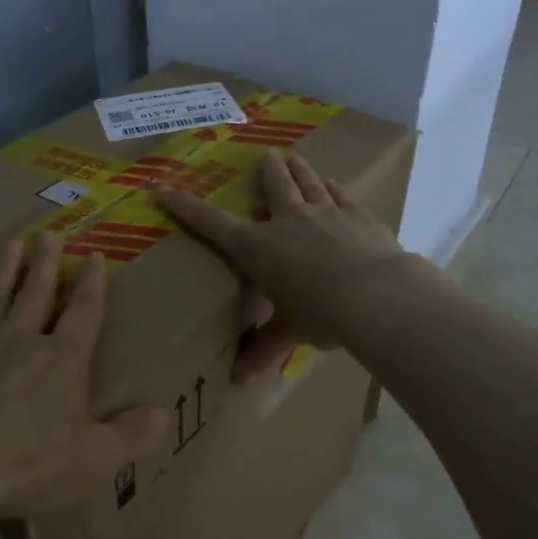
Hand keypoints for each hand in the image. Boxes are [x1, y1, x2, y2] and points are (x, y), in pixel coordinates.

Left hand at [0, 231, 166, 514]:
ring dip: (4, 270)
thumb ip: (131, 436)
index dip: (93, 284)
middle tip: (49, 234)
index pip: (84, 313)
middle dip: (46, 263)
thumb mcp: (94, 461)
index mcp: (62, 360)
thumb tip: (166, 414)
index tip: (95, 256)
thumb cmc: (28, 464)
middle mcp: (20, 340)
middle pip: (36, 293)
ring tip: (12, 244)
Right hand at [155, 151, 411, 383]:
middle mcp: (288, 220)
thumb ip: (264, 350)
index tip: (161, 188)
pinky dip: (331, 186)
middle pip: (274, 185)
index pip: (212, 222)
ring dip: (298, 168)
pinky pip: (339, 193)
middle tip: (265, 156)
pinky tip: (331, 181)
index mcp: (258, 247)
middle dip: (267, 170)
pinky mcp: (356, 214)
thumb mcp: (289, 331)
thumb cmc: (321, 314)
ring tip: (292, 156)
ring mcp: (325, 212)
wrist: (376, 296)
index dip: (184, 206)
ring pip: (307, 181)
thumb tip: (239, 382)